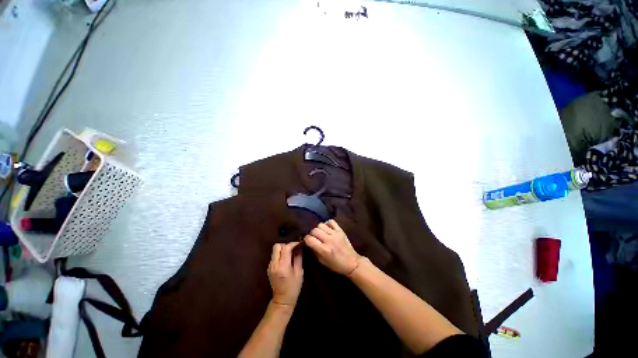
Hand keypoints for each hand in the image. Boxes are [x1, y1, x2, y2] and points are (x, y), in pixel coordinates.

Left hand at [268, 242, 302, 306]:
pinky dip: (280, 254)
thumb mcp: (299, 272)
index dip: (293, 243)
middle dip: (286, 245)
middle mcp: (274, 264)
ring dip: (282, 249)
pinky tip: (286, 259)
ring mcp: (270, 266)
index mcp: (282, 265)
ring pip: (275, 250)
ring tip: (290, 253)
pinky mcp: (269, 268)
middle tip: (293, 248)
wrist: (282, 301)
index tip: (299, 243)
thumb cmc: (293, 287)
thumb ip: (298, 257)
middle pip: (277, 246)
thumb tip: (300, 246)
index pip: (286, 247)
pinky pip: (274, 256)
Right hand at [303, 220, 362, 274]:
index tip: (307, 242)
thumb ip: (314, 250)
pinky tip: (327, 229)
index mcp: (324, 250)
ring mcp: (335, 234)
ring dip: (318, 229)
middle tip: (314, 238)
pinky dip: (327, 224)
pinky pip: (331, 221)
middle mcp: (329, 240)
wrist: (352, 263)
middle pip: (314, 230)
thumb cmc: (335, 265)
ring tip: (320, 233)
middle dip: (311, 234)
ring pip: (321, 225)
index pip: (309, 239)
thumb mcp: (322, 261)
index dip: (306, 240)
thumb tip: (307, 242)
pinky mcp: (340, 230)